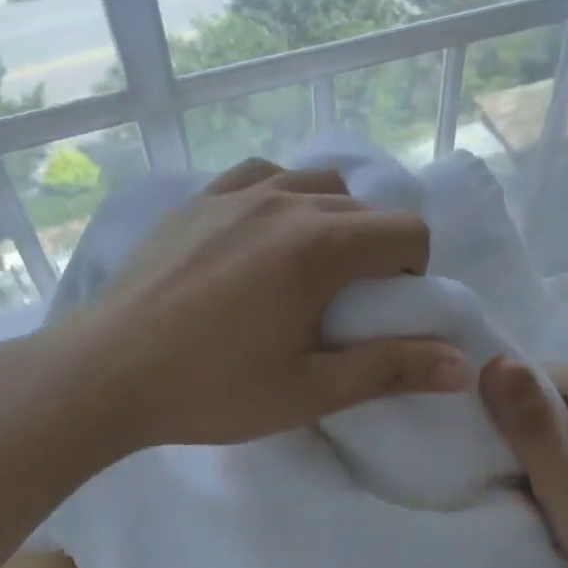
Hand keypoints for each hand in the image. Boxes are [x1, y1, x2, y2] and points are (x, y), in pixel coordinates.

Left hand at [71, 159, 468, 449]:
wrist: (105, 372)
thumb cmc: (212, 389)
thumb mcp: (309, 391)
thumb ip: (390, 370)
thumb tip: (462, 366)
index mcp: (321, 246)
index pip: (407, 231)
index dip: (413, 270)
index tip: (384, 308)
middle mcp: (287, 202)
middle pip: (365, 208)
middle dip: (375, 250)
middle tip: (346, 302)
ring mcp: (238, 193)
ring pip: (316, 184)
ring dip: (332, 219)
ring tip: (306, 266)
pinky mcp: (200, 198)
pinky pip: (262, 177)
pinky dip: (282, 197)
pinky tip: (261, 236)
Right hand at [480, 358, 567, 567]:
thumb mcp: (555, 471)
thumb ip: (525, 415)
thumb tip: (494, 360)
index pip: (544, 375)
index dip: (516, 406)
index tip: (507, 447)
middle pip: (560, 393)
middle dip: (534, 423)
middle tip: (522, 466)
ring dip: (551, 440)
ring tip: (543, 477)